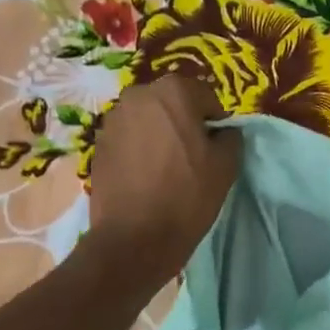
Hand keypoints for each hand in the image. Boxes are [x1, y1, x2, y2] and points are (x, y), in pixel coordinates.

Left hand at [87, 76, 239, 287]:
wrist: (134, 238)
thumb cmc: (186, 196)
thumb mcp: (226, 166)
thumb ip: (230, 137)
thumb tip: (223, 132)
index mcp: (173, 91)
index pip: (205, 96)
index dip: (215, 121)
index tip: (216, 146)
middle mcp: (138, 95)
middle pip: (172, 103)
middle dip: (183, 122)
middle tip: (192, 155)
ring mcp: (113, 119)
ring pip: (147, 119)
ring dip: (159, 134)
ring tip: (166, 167)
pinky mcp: (98, 144)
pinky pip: (128, 138)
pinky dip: (139, 149)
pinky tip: (145, 176)